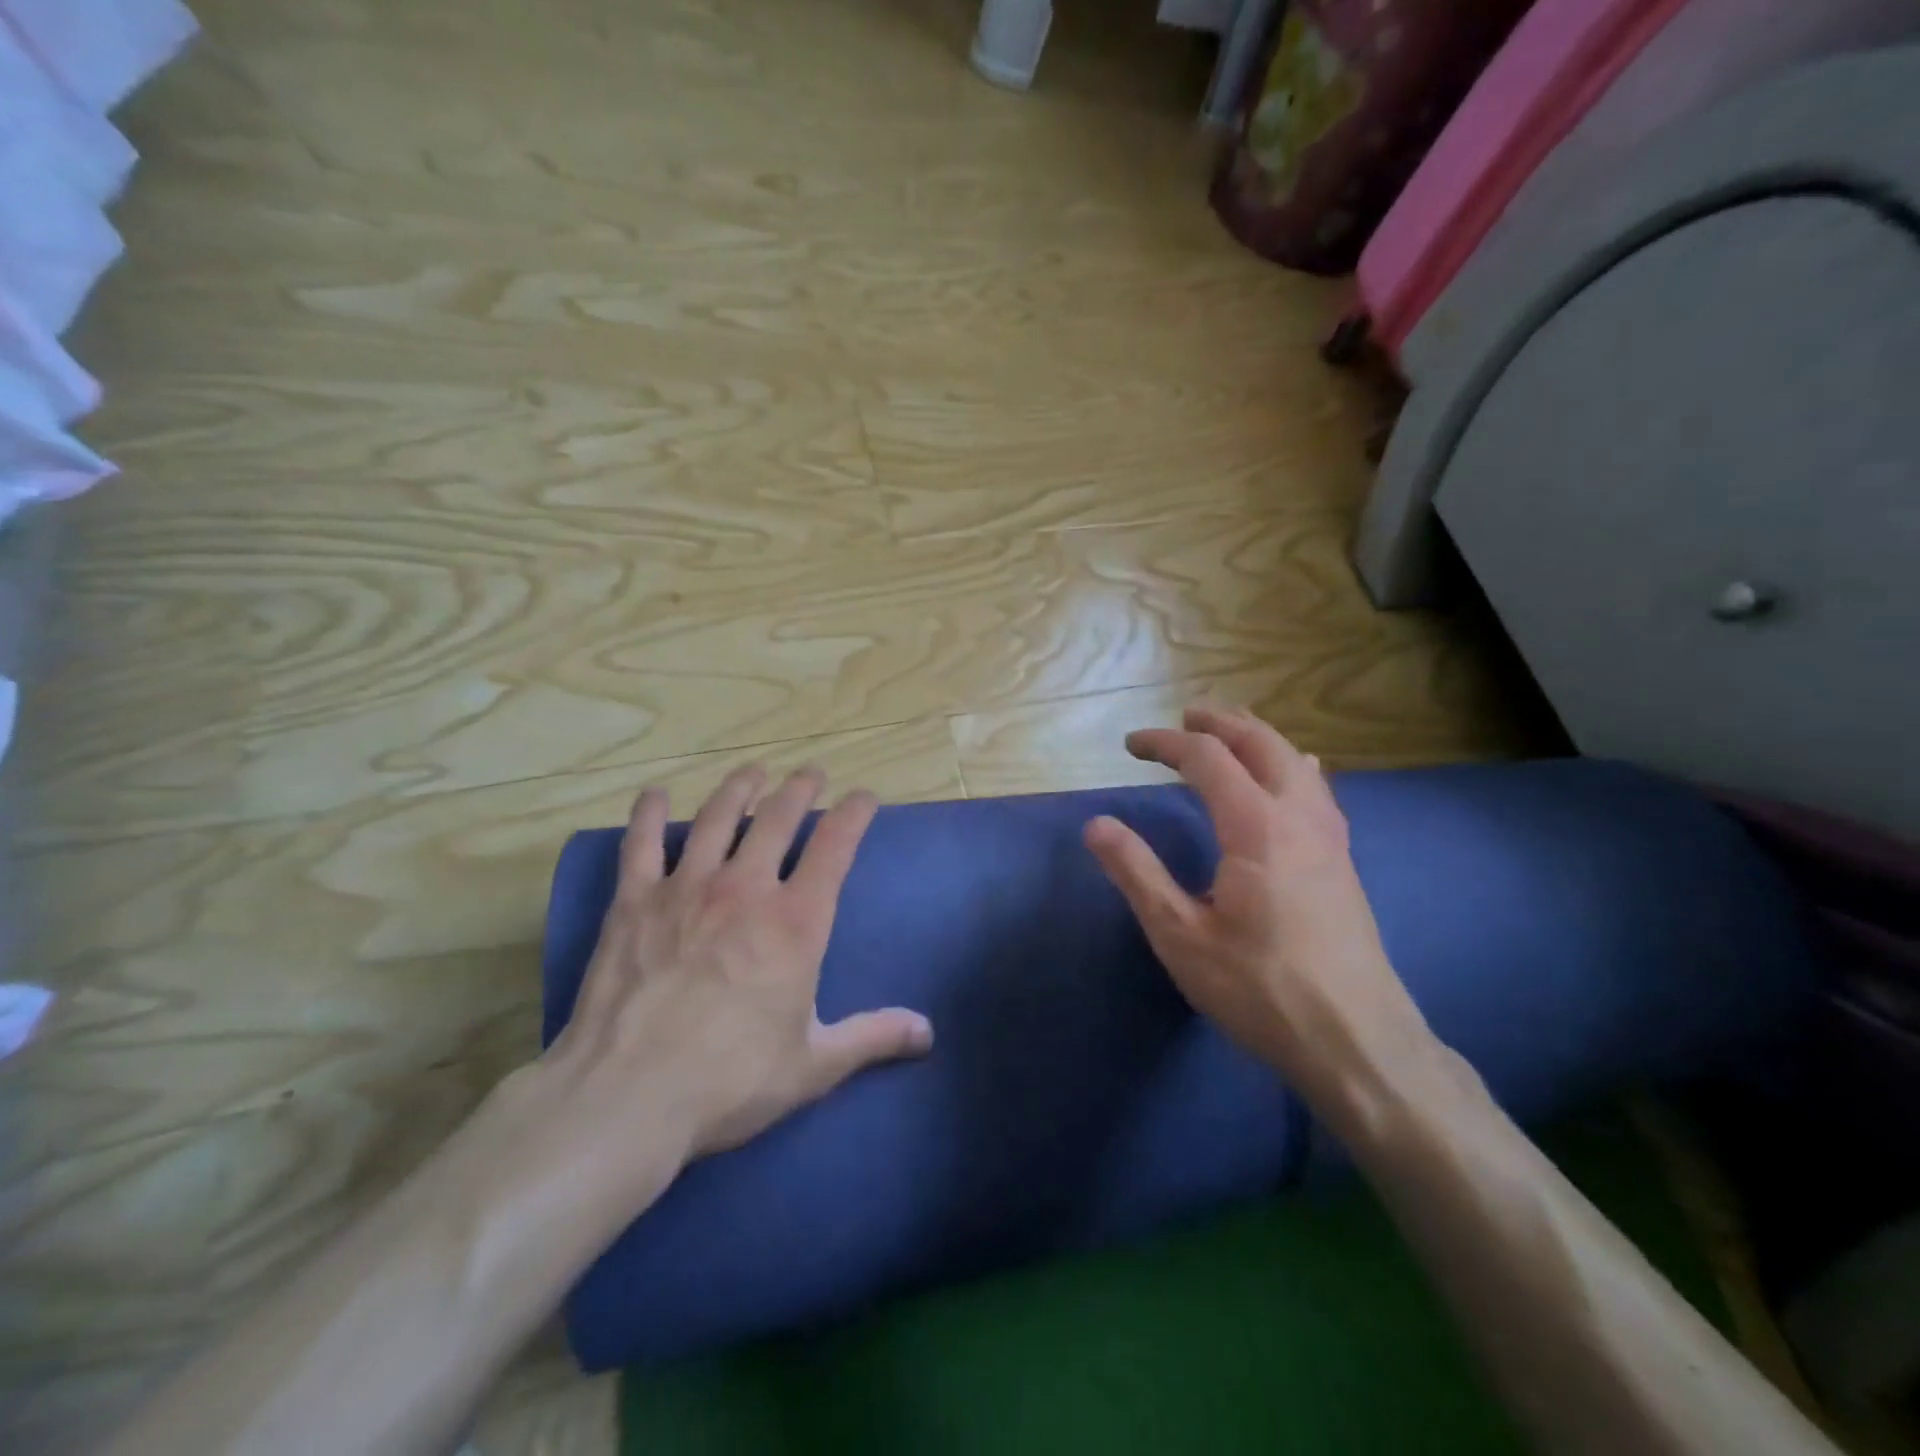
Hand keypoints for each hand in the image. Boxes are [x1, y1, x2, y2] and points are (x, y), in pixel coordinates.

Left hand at [543, 764, 932, 1196]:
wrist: (628, 1096)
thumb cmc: (730, 1079)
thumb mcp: (814, 1064)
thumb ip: (872, 1037)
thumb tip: (927, 1032)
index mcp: (796, 921)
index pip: (835, 845)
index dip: (855, 813)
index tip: (865, 796)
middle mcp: (745, 888)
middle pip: (778, 817)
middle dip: (799, 789)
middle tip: (810, 774)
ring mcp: (686, 888)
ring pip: (717, 818)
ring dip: (739, 788)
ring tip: (753, 771)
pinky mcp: (634, 901)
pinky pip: (640, 843)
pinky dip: (648, 814)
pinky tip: (655, 794)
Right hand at [1083, 707, 1429, 1104]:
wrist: (1357, 1041)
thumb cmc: (1260, 989)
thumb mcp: (1181, 936)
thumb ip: (1137, 874)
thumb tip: (1097, 824)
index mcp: (1256, 826)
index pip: (1208, 759)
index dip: (1166, 743)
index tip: (1130, 745)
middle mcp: (1299, 816)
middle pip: (1261, 743)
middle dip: (1219, 723)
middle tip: (1183, 719)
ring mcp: (1330, 837)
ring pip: (1295, 761)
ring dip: (1257, 738)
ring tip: (1227, 736)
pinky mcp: (1342, 861)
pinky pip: (1316, 788)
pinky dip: (1289, 765)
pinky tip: (1292, 777)